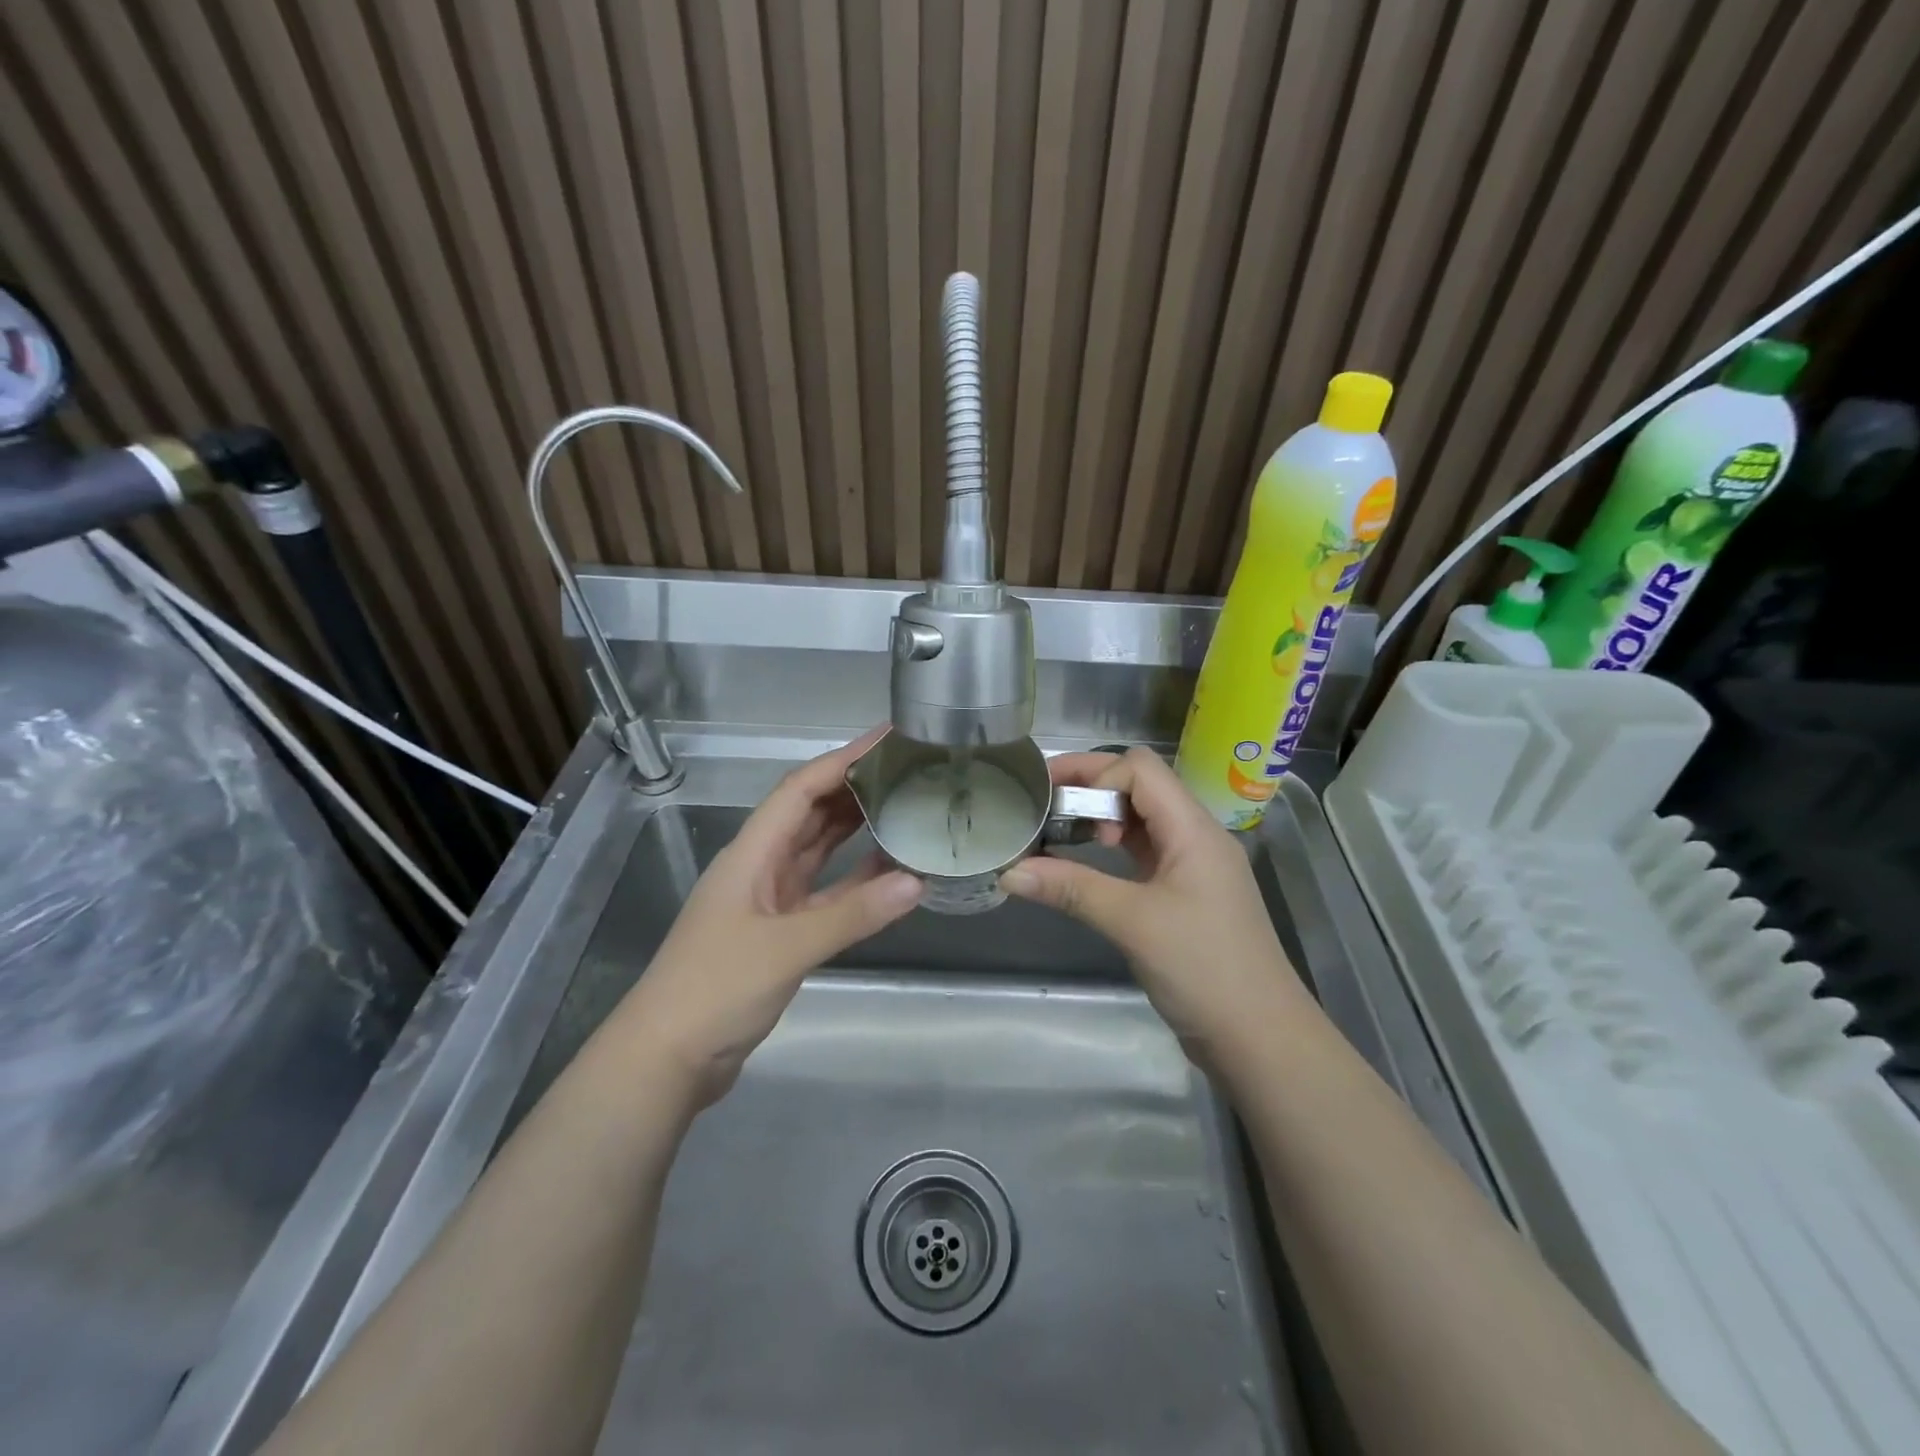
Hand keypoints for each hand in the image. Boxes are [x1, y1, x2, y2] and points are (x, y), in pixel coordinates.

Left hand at [613, 728, 921, 1106]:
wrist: (665, 1060)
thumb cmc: (714, 990)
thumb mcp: (784, 948)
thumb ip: (851, 914)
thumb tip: (916, 881)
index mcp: (751, 853)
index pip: (801, 789)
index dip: (844, 759)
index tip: (888, 737)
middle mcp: (760, 866)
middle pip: (810, 811)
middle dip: (854, 785)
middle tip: (908, 768)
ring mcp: (769, 900)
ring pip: (818, 849)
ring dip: (856, 828)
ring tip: (904, 805)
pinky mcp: (779, 932)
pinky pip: (825, 892)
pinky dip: (855, 880)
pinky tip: (890, 873)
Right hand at [1000, 747, 1308, 1062]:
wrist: (1259, 1036)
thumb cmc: (1203, 968)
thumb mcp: (1132, 922)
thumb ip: (1071, 889)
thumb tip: (1009, 871)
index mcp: (1193, 828)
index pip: (1140, 769)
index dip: (1095, 774)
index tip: (1057, 805)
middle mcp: (1195, 836)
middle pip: (1139, 786)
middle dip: (1089, 787)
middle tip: (1041, 800)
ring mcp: (1191, 865)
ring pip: (1140, 820)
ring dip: (1098, 819)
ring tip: (1055, 832)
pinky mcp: (1184, 893)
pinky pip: (1142, 852)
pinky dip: (1109, 850)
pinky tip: (1081, 865)